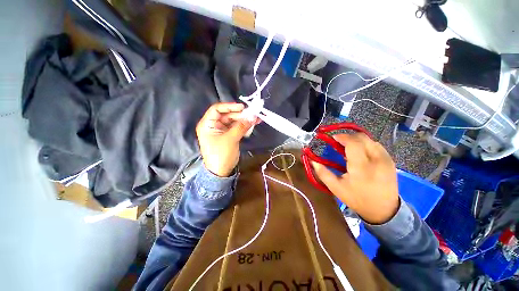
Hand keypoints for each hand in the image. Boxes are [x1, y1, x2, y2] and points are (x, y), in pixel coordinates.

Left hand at [196, 103, 255, 176]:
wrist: (221, 172)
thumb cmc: (221, 155)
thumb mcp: (230, 139)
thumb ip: (241, 126)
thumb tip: (253, 116)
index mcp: (208, 124)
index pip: (217, 109)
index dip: (229, 106)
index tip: (242, 107)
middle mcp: (214, 125)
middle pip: (228, 115)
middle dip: (241, 115)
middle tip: (253, 115)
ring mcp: (222, 131)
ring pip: (234, 121)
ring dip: (245, 120)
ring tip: (256, 119)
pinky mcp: (229, 136)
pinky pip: (237, 128)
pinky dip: (245, 126)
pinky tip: (253, 125)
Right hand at [311, 133, 399, 223]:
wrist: (384, 211)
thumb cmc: (357, 199)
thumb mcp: (336, 188)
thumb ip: (323, 173)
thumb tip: (312, 161)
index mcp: (361, 167)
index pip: (353, 143)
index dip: (342, 137)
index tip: (333, 138)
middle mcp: (376, 160)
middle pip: (362, 138)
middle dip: (348, 136)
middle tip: (338, 142)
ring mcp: (386, 159)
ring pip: (370, 140)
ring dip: (357, 140)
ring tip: (348, 148)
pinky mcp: (391, 161)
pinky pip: (376, 145)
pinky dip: (365, 145)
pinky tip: (360, 153)